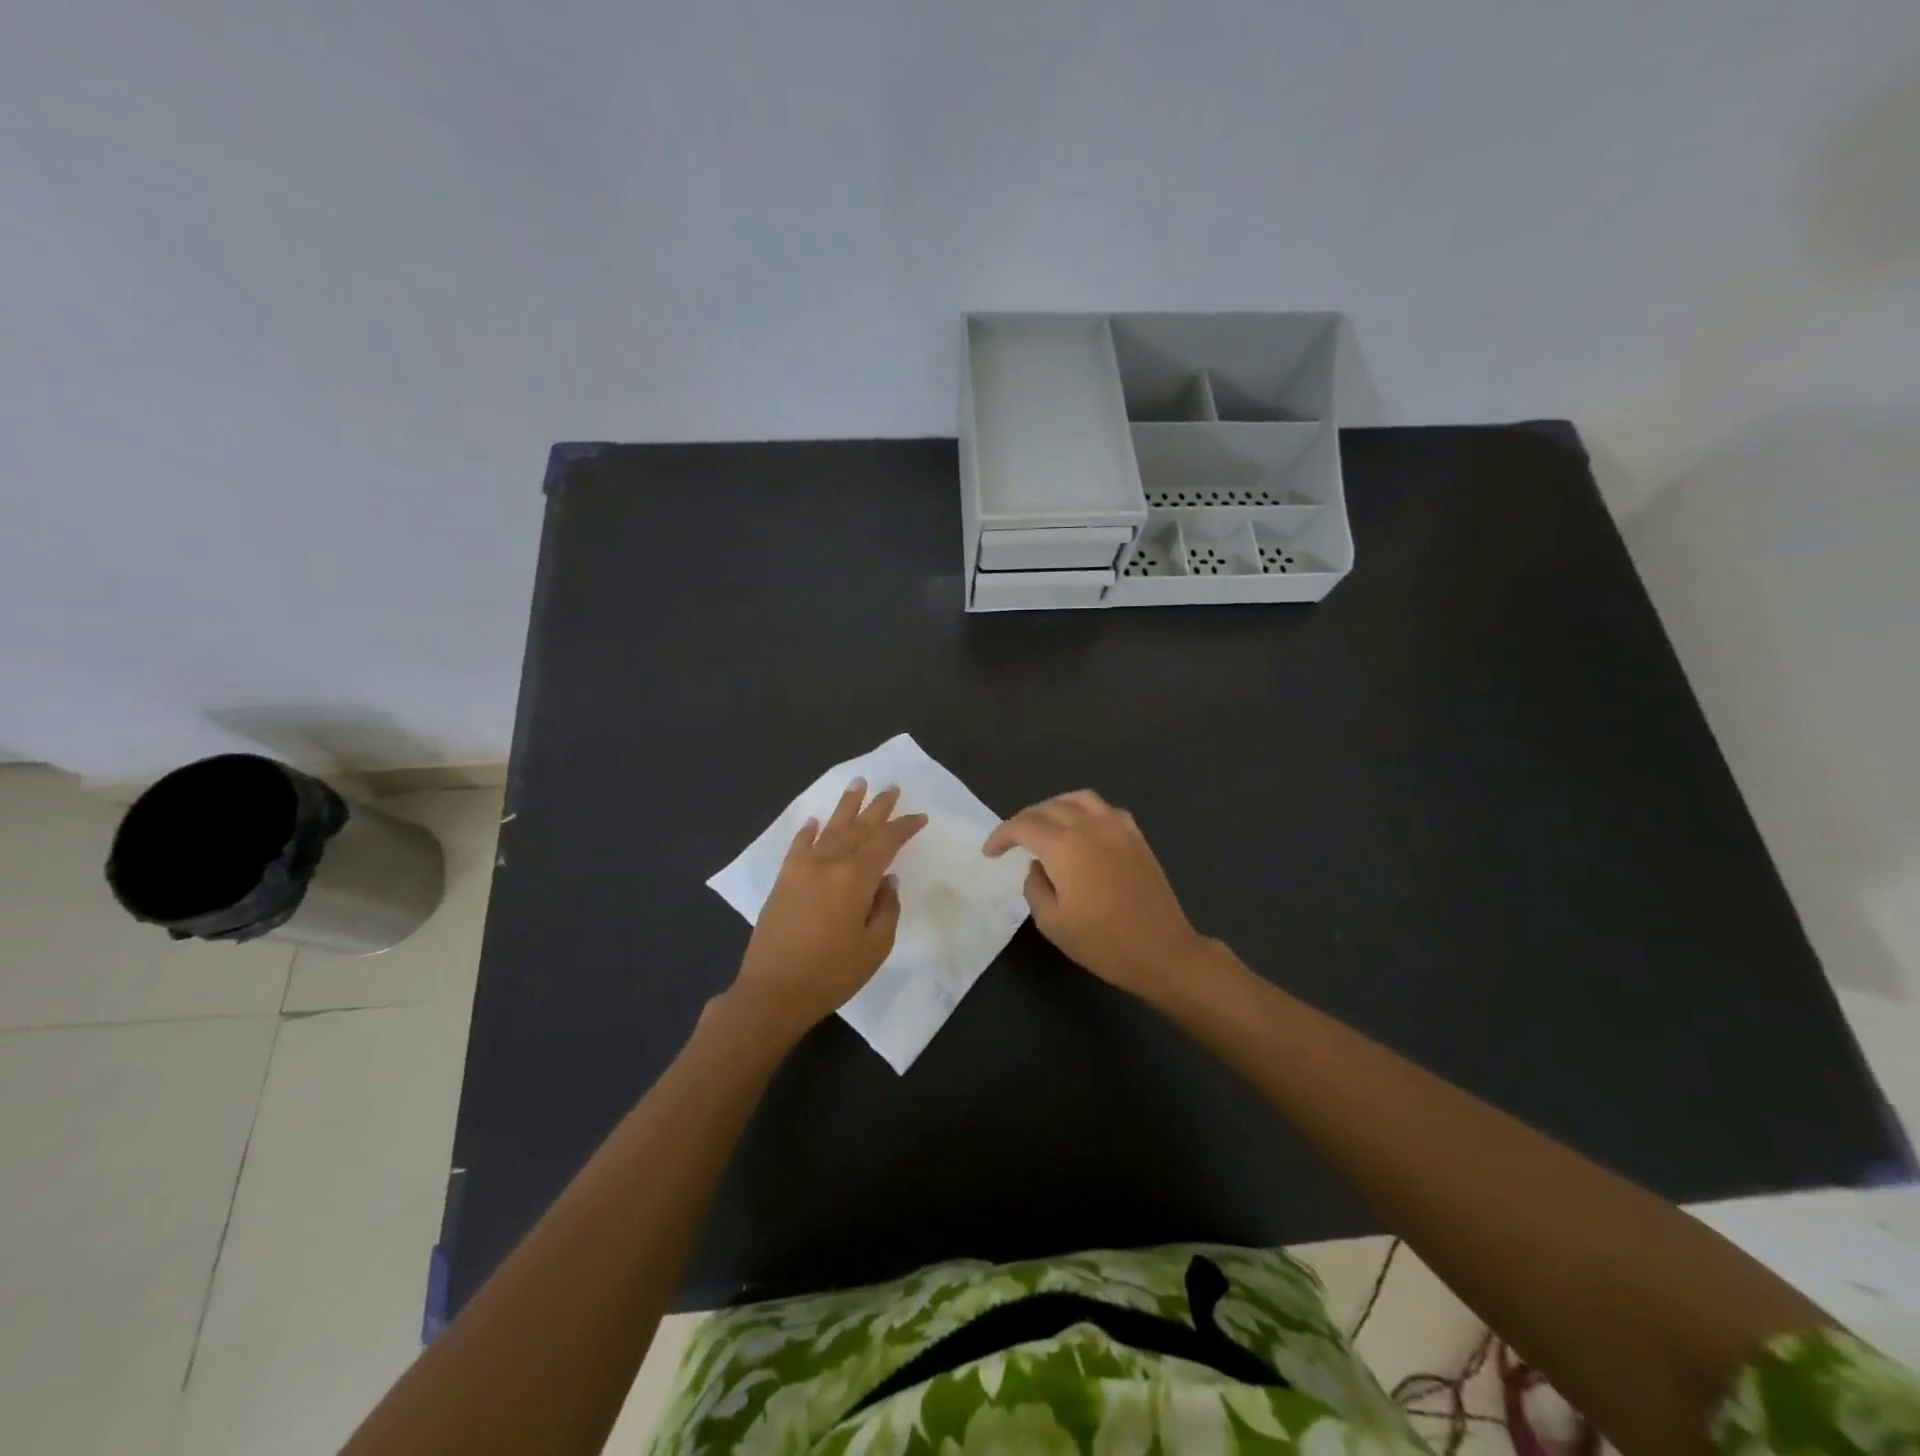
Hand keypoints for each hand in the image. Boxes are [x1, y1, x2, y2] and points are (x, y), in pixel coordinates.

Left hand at [731, 780, 926, 1035]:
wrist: (773, 991)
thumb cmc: (831, 974)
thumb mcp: (875, 947)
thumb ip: (886, 908)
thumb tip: (886, 880)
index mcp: (856, 878)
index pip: (885, 841)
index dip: (904, 827)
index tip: (919, 817)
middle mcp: (829, 863)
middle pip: (858, 826)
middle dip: (877, 807)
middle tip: (891, 787)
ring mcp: (802, 868)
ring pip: (830, 828)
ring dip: (846, 806)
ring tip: (858, 784)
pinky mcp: (784, 879)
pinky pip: (799, 845)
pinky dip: (809, 831)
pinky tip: (815, 821)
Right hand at [983, 790, 1206, 999]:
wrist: (1161, 951)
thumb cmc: (1102, 942)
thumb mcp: (1051, 922)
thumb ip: (1034, 886)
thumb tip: (1038, 866)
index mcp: (1064, 846)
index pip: (1023, 826)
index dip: (1001, 836)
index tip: (990, 853)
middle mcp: (1089, 826)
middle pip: (1048, 807)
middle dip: (1024, 820)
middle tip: (1012, 841)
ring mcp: (1117, 827)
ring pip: (1078, 799)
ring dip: (1054, 807)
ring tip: (1044, 826)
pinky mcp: (1136, 837)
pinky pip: (1104, 809)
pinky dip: (1084, 811)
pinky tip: (1082, 829)